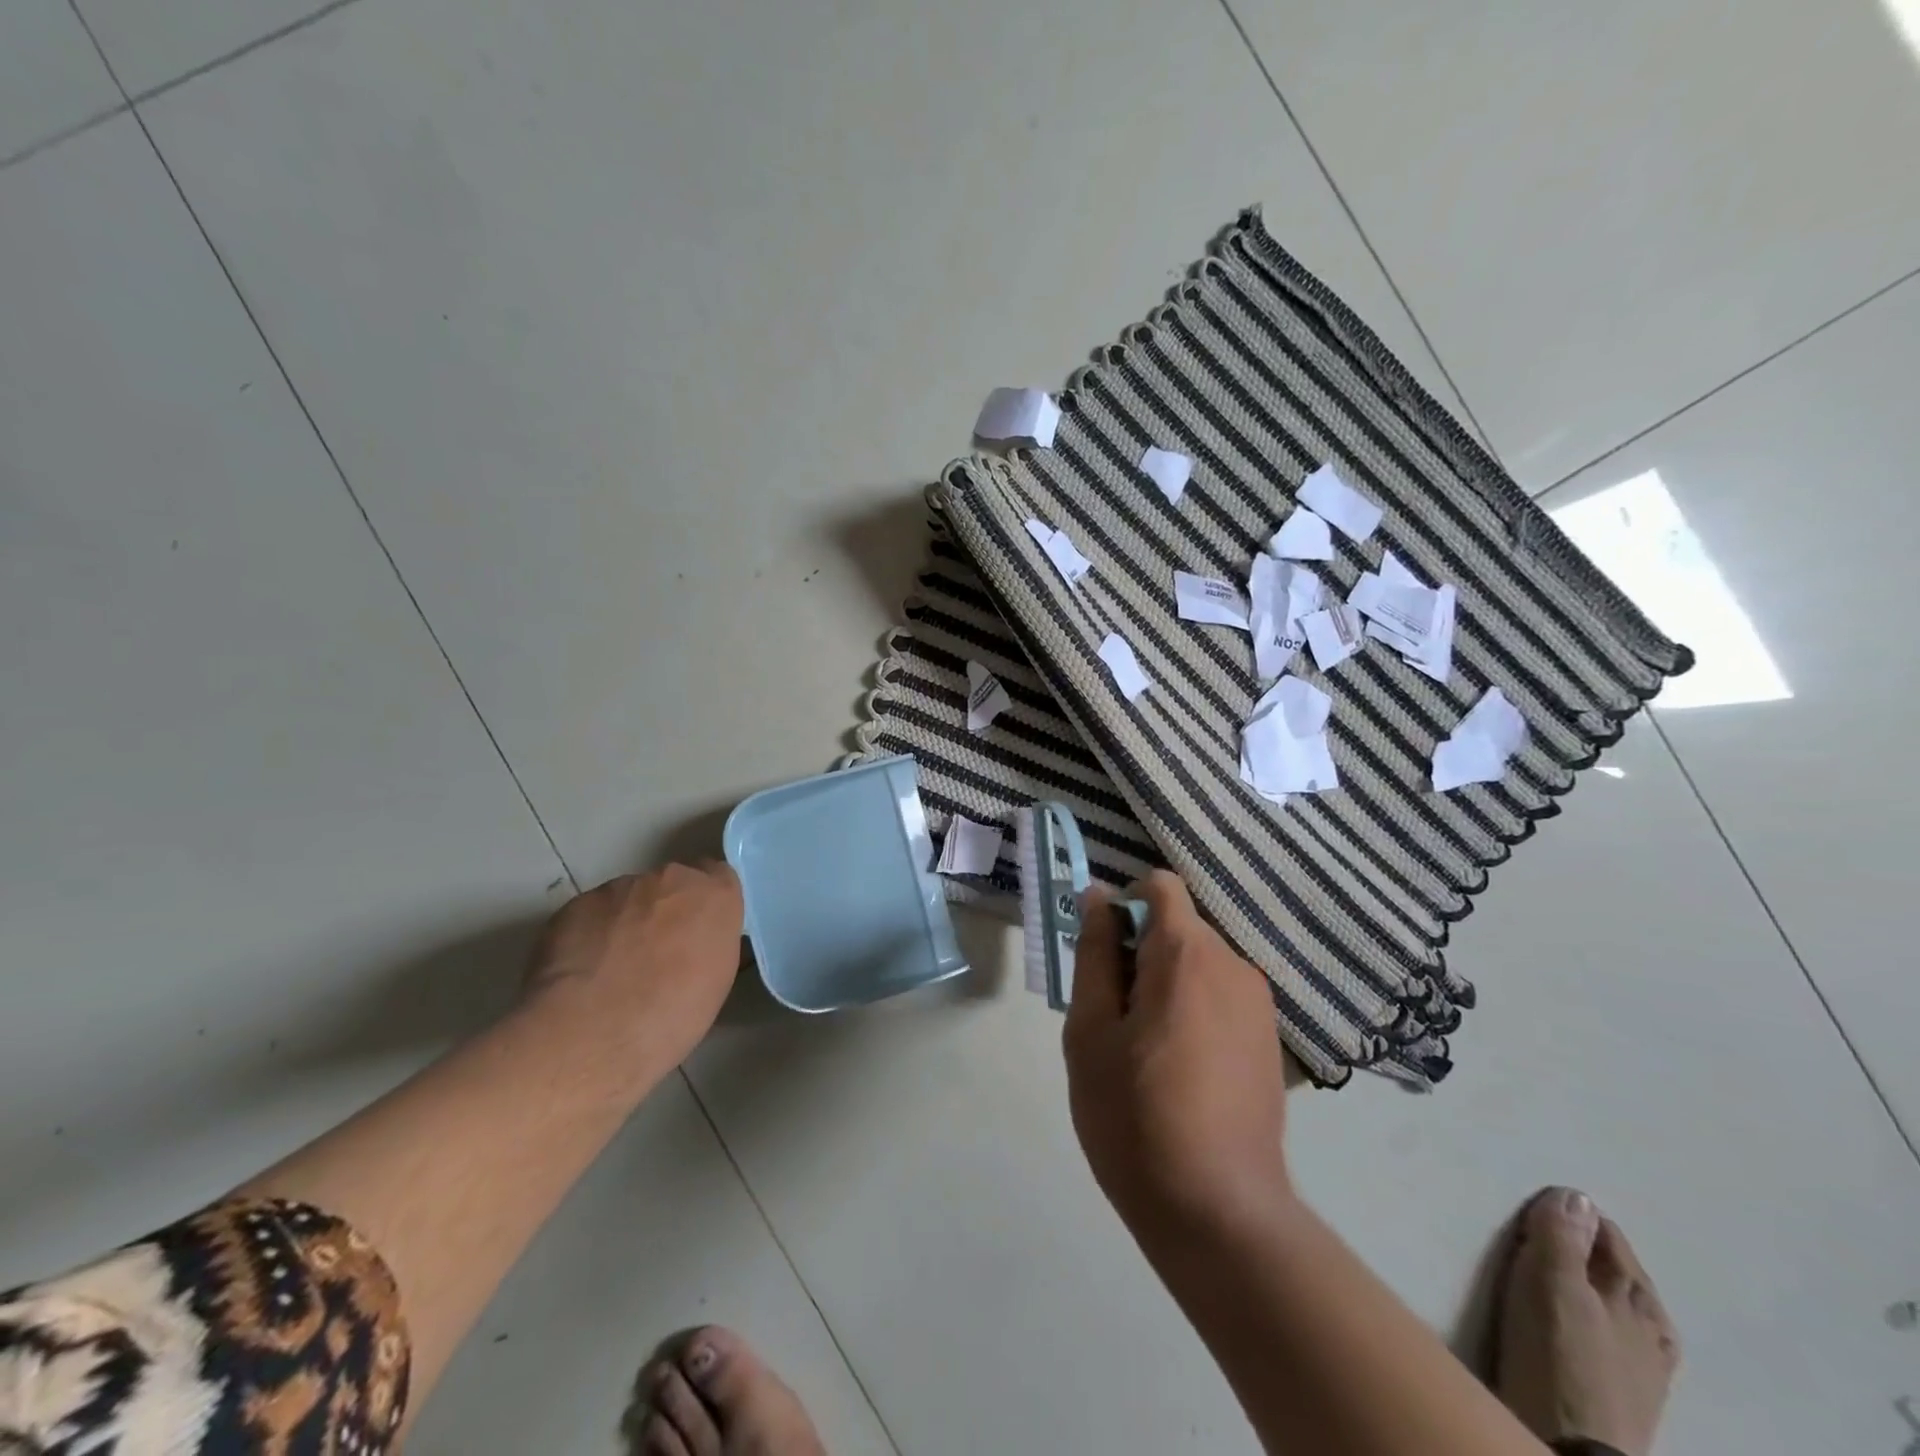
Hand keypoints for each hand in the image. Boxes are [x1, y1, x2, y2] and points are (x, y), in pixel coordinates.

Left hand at [523, 862, 743, 1071]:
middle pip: (671, 884)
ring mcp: (621, 886)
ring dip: (627, 921)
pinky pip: (591, 913)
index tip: (697, 929)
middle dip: (665, 909)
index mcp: (715, 895)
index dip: (704, 903)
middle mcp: (671, 879)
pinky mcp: (577, 903)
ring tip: (611, 967)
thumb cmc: (674, 1012)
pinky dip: (591, 934)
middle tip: (655, 951)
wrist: (596, 1030)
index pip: (717, 876)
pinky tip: (584, 971)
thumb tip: (695, 942)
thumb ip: (710, 942)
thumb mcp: (717, 979)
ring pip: (628, 897)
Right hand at [1063, 871, 1290, 1248]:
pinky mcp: (1270, 1040)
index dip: (1124, 907)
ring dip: (1165, 984)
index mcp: (1187, 953)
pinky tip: (1179, 1071)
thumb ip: (1094, 953)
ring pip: (1198, 963)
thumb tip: (1099, 896)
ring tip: (1143, 1050)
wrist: (1219, 1213)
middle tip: (1112, 1017)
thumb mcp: (1090, 1030)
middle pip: (1177, 926)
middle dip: (1139, 952)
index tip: (1103, 958)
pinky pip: (1220, 996)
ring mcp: (1259, 1004)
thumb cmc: (1135, 1115)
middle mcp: (1234, 964)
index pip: (1159, 886)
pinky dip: (1192, 1009)